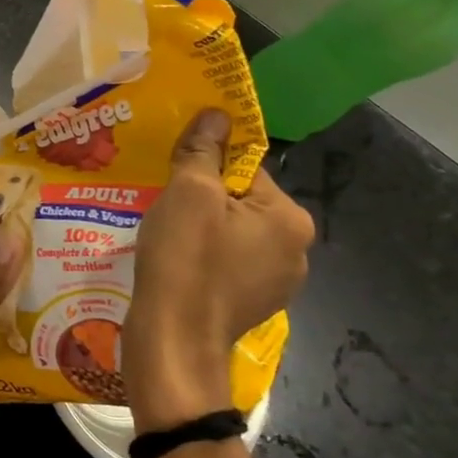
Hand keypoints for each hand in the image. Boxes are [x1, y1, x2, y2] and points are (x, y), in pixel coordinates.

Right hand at [123, 108, 314, 431]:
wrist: (173, 343)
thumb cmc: (185, 261)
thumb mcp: (188, 193)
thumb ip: (204, 150)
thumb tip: (219, 113)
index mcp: (290, 219)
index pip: (245, 169)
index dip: (205, 166)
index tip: (172, 175)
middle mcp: (295, 250)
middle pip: (239, 200)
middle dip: (200, 197)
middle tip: (162, 202)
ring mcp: (275, 283)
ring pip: (229, 231)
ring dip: (197, 226)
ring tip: (162, 232)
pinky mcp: (250, 303)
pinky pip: (224, 261)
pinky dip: (200, 255)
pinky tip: (172, 262)